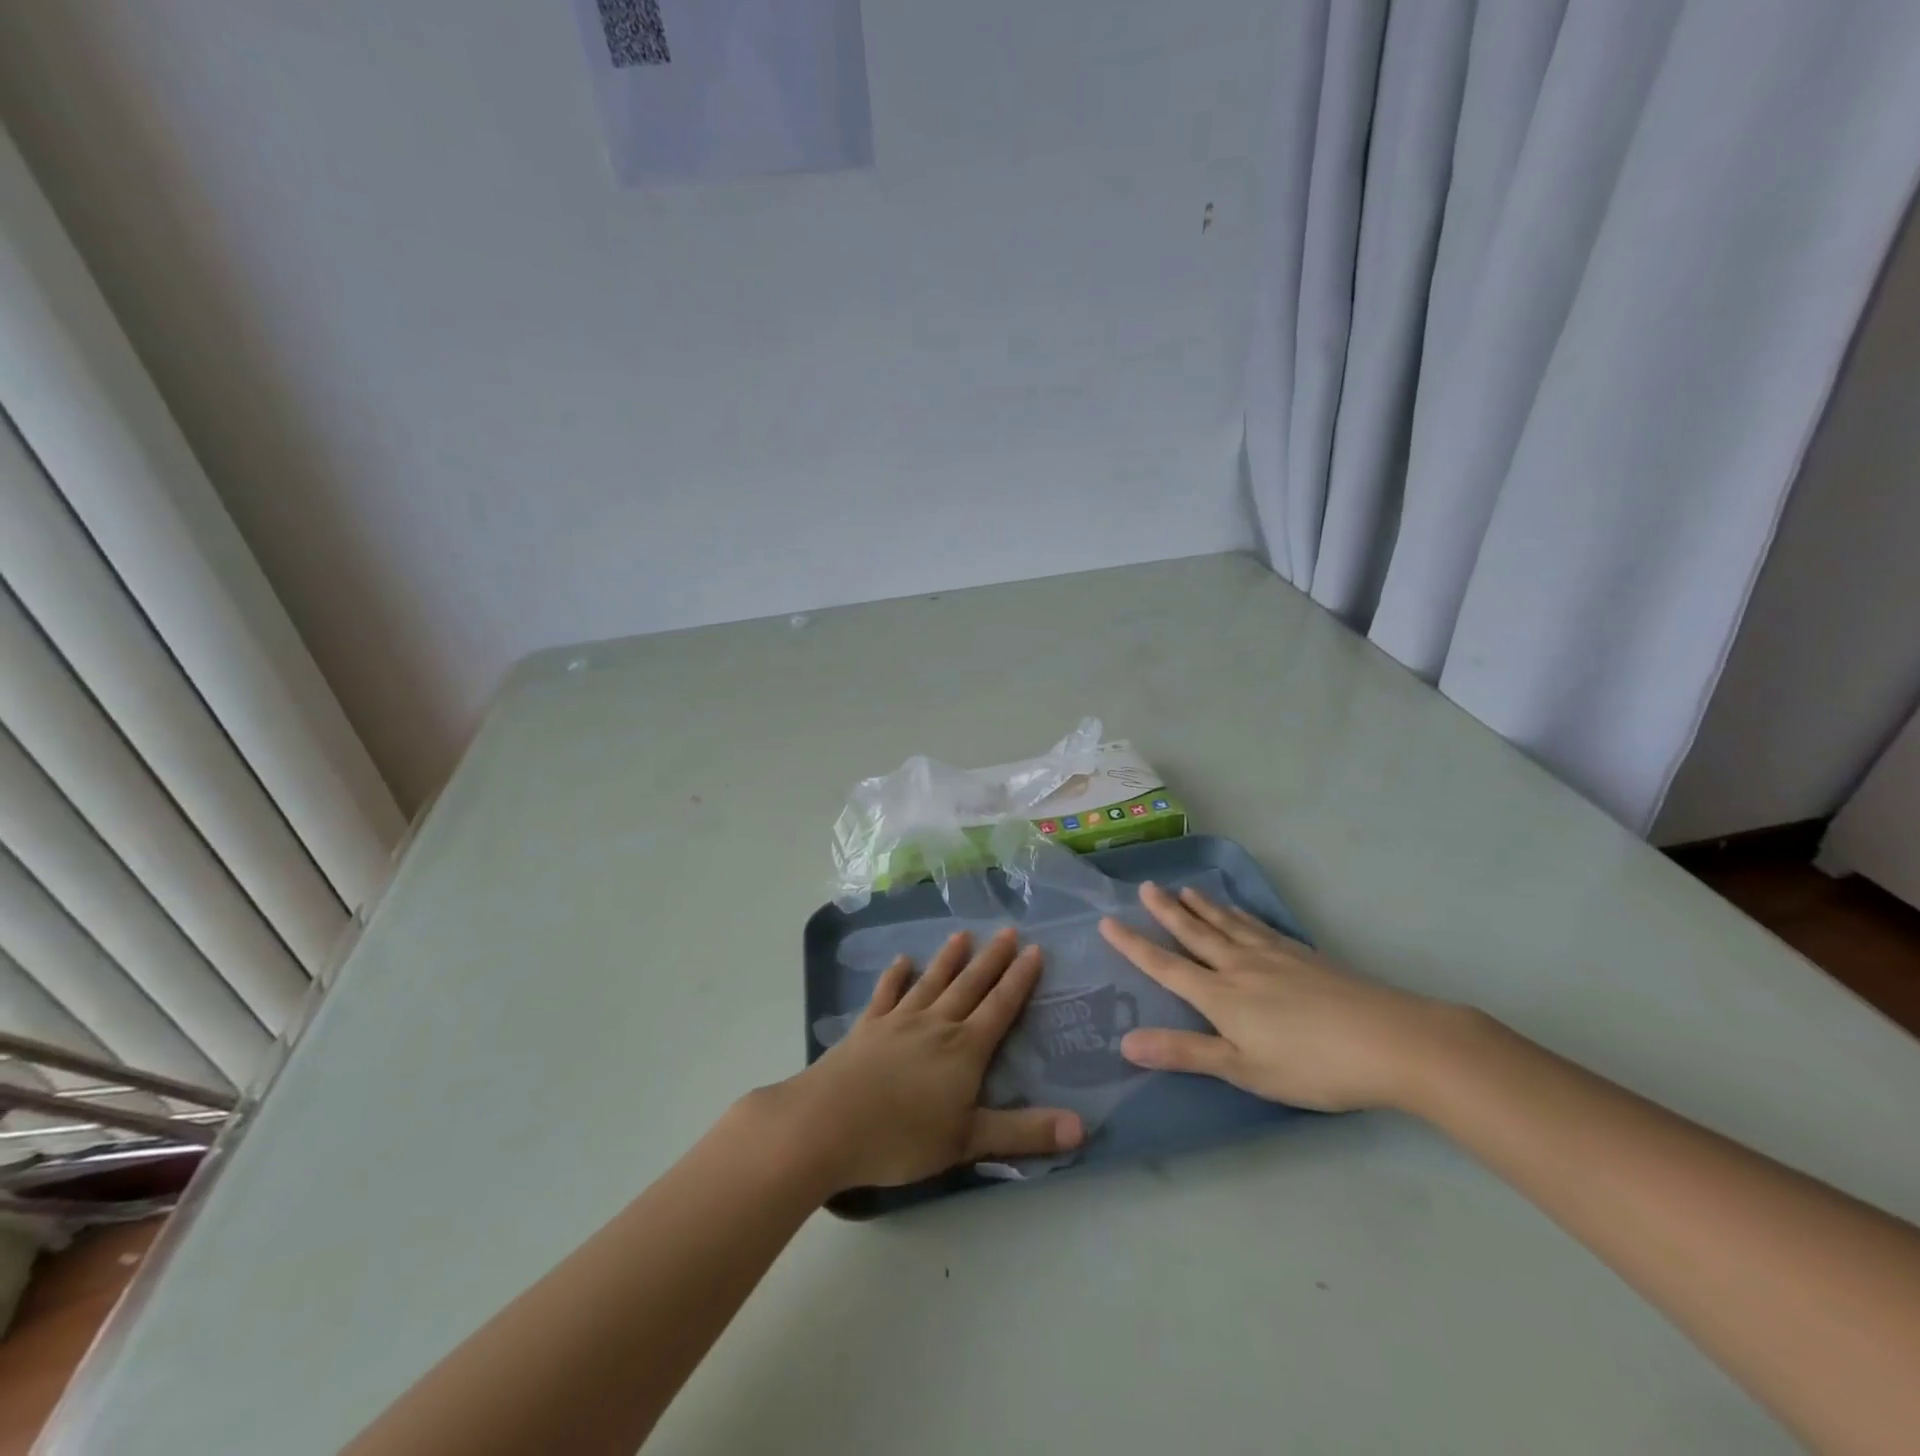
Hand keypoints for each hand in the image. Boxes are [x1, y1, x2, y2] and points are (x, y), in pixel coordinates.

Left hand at [762, 928, 1083, 1191]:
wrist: (827, 1124)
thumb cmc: (901, 1137)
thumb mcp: (968, 1141)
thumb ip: (1024, 1132)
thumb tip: (1082, 1128)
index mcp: (964, 1049)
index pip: (1001, 1006)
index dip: (1020, 979)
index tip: (1034, 949)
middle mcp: (936, 1024)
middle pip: (970, 984)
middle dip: (992, 958)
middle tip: (1008, 930)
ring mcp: (898, 1021)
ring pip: (931, 981)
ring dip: (948, 958)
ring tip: (962, 935)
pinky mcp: (867, 1027)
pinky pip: (886, 994)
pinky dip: (895, 976)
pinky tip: (900, 961)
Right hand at [1099, 882, 1456, 1112]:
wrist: (1390, 1040)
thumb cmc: (1311, 1065)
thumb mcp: (1243, 1069)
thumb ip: (1185, 1053)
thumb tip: (1125, 1041)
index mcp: (1220, 995)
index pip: (1165, 965)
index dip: (1133, 945)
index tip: (1107, 921)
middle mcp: (1239, 966)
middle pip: (1195, 933)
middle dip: (1166, 911)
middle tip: (1146, 886)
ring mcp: (1274, 957)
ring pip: (1227, 924)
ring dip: (1201, 906)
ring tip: (1184, 888)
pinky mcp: (1304, 956)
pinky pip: (1259, 927)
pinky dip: (1241, 915)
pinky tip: (1241, 913)